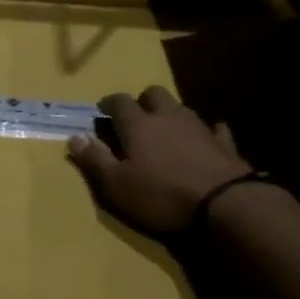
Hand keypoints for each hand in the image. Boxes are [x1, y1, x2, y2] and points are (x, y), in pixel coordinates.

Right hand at [67, 87, 252, 235]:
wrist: (225, 204)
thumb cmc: (161, 195)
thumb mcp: (117, 184)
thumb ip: (95, 159)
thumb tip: (74, 136)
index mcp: (138, 125)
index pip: (119, 102)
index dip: (108, 103)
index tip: (101, 110)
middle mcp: (168, 117)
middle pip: (154, 94)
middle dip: (142, 100)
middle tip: (135, 116)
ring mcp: (199, 127)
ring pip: (181, 107)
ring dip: (170, 113)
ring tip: (164, 129)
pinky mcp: (224, 144)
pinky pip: (214, 129)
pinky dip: (206, 131)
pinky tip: (205, 138)